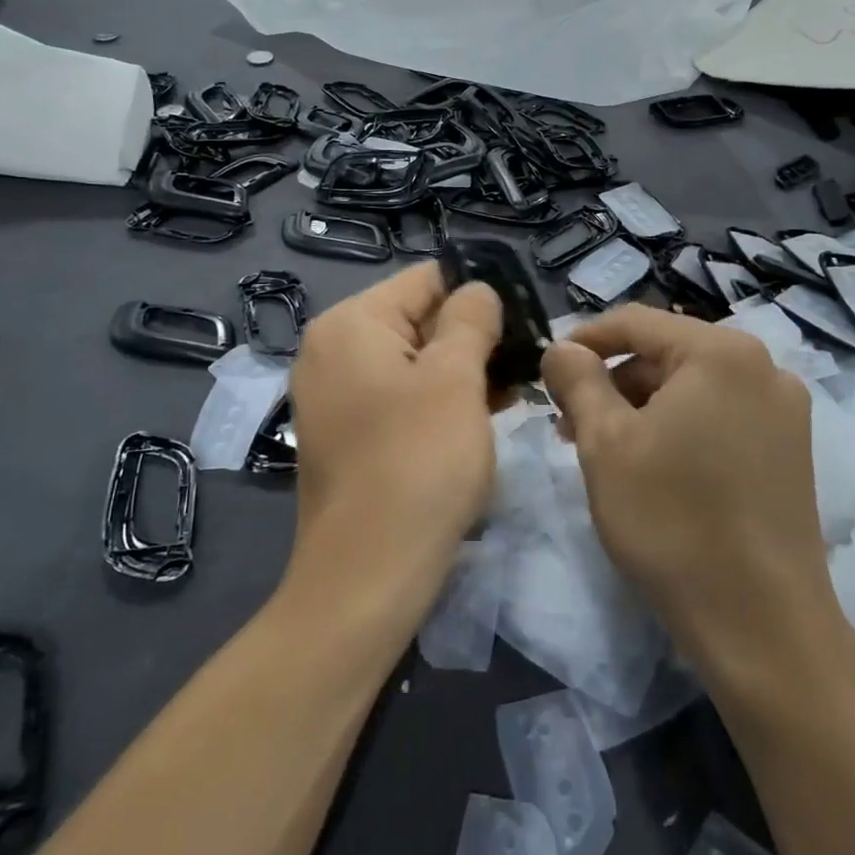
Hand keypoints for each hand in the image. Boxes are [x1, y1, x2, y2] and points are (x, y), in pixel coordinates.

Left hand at [286, 263, 502, 612]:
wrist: (368, 574)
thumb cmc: (418, 463)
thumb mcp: (455, 379)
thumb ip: (470, 320)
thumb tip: (478, 290)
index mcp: (350, 324)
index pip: (427, 280)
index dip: (479, 295)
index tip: (523, 325)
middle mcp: (331, 351)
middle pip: (417, 320)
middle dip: (472, 339)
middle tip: (522, 365)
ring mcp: (334, 396)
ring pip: (413, 362)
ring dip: (461, 373)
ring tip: (510, 394)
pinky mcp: (346, 435)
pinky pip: (399, 398)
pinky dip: (437, 402)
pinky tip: (478, 420)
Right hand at [540, 305, 836, 664]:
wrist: (762, 624)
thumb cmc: (672, 521)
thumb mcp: (605, 444)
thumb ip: (578, 381)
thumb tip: (562, 348)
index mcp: (721, 352)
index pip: (636, 322)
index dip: (585, 340)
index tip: (549, 370)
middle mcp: (764, 367)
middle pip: (667, 354)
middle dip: (613, 381)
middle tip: (570, 424)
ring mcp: (785, 410)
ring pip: (693, 387)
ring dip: (642, 407)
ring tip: (605, 451)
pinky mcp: (792, 450)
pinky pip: (721, 416)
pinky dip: (679, 427)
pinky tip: (653, 467)